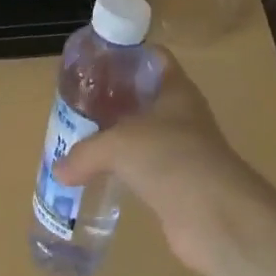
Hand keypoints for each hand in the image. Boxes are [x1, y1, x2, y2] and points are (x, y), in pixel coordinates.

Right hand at [52, 59, 272, 274]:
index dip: (127, 55)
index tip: (96, 60)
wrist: (217, 219)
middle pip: (143, 96)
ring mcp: (181, 151)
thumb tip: (58, 170)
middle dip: (113, 98)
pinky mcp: (178, 186)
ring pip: (142, 135)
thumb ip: (85, 152)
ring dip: (117, 137)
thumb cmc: (171, 159)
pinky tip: (98, 175)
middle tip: (79, 100)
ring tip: (80, 136)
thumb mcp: (118, 145)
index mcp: (176, 90)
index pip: (153, 58)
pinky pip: (144, 171)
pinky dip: (123, 172)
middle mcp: (181, 116)